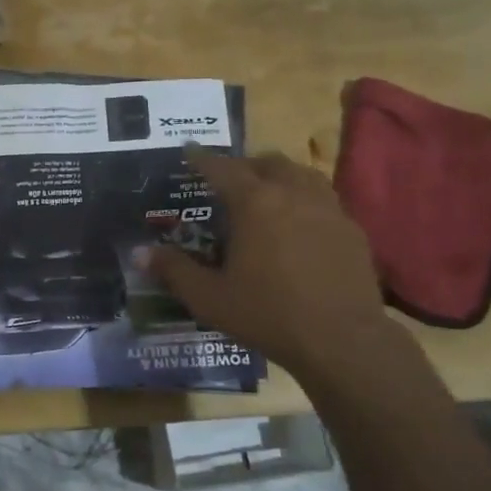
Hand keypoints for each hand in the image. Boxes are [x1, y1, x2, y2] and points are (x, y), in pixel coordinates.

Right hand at [146, 146, 391, 381]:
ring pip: (302, 174)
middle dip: (245, 165)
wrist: (342, 340)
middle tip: (229, 180)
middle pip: (267, 163)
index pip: (222, 169)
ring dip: (279, 176)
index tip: (189, 150)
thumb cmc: (267, 314)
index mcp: (255, 203)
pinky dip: (305, 200)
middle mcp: (293, 194)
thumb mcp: (209, 298)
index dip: (202, 159)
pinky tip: (300, 225)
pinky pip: (324, 200)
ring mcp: (328, 209)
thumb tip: (139, 254)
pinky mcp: (351, 230)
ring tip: (267, 193)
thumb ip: (174, 271)